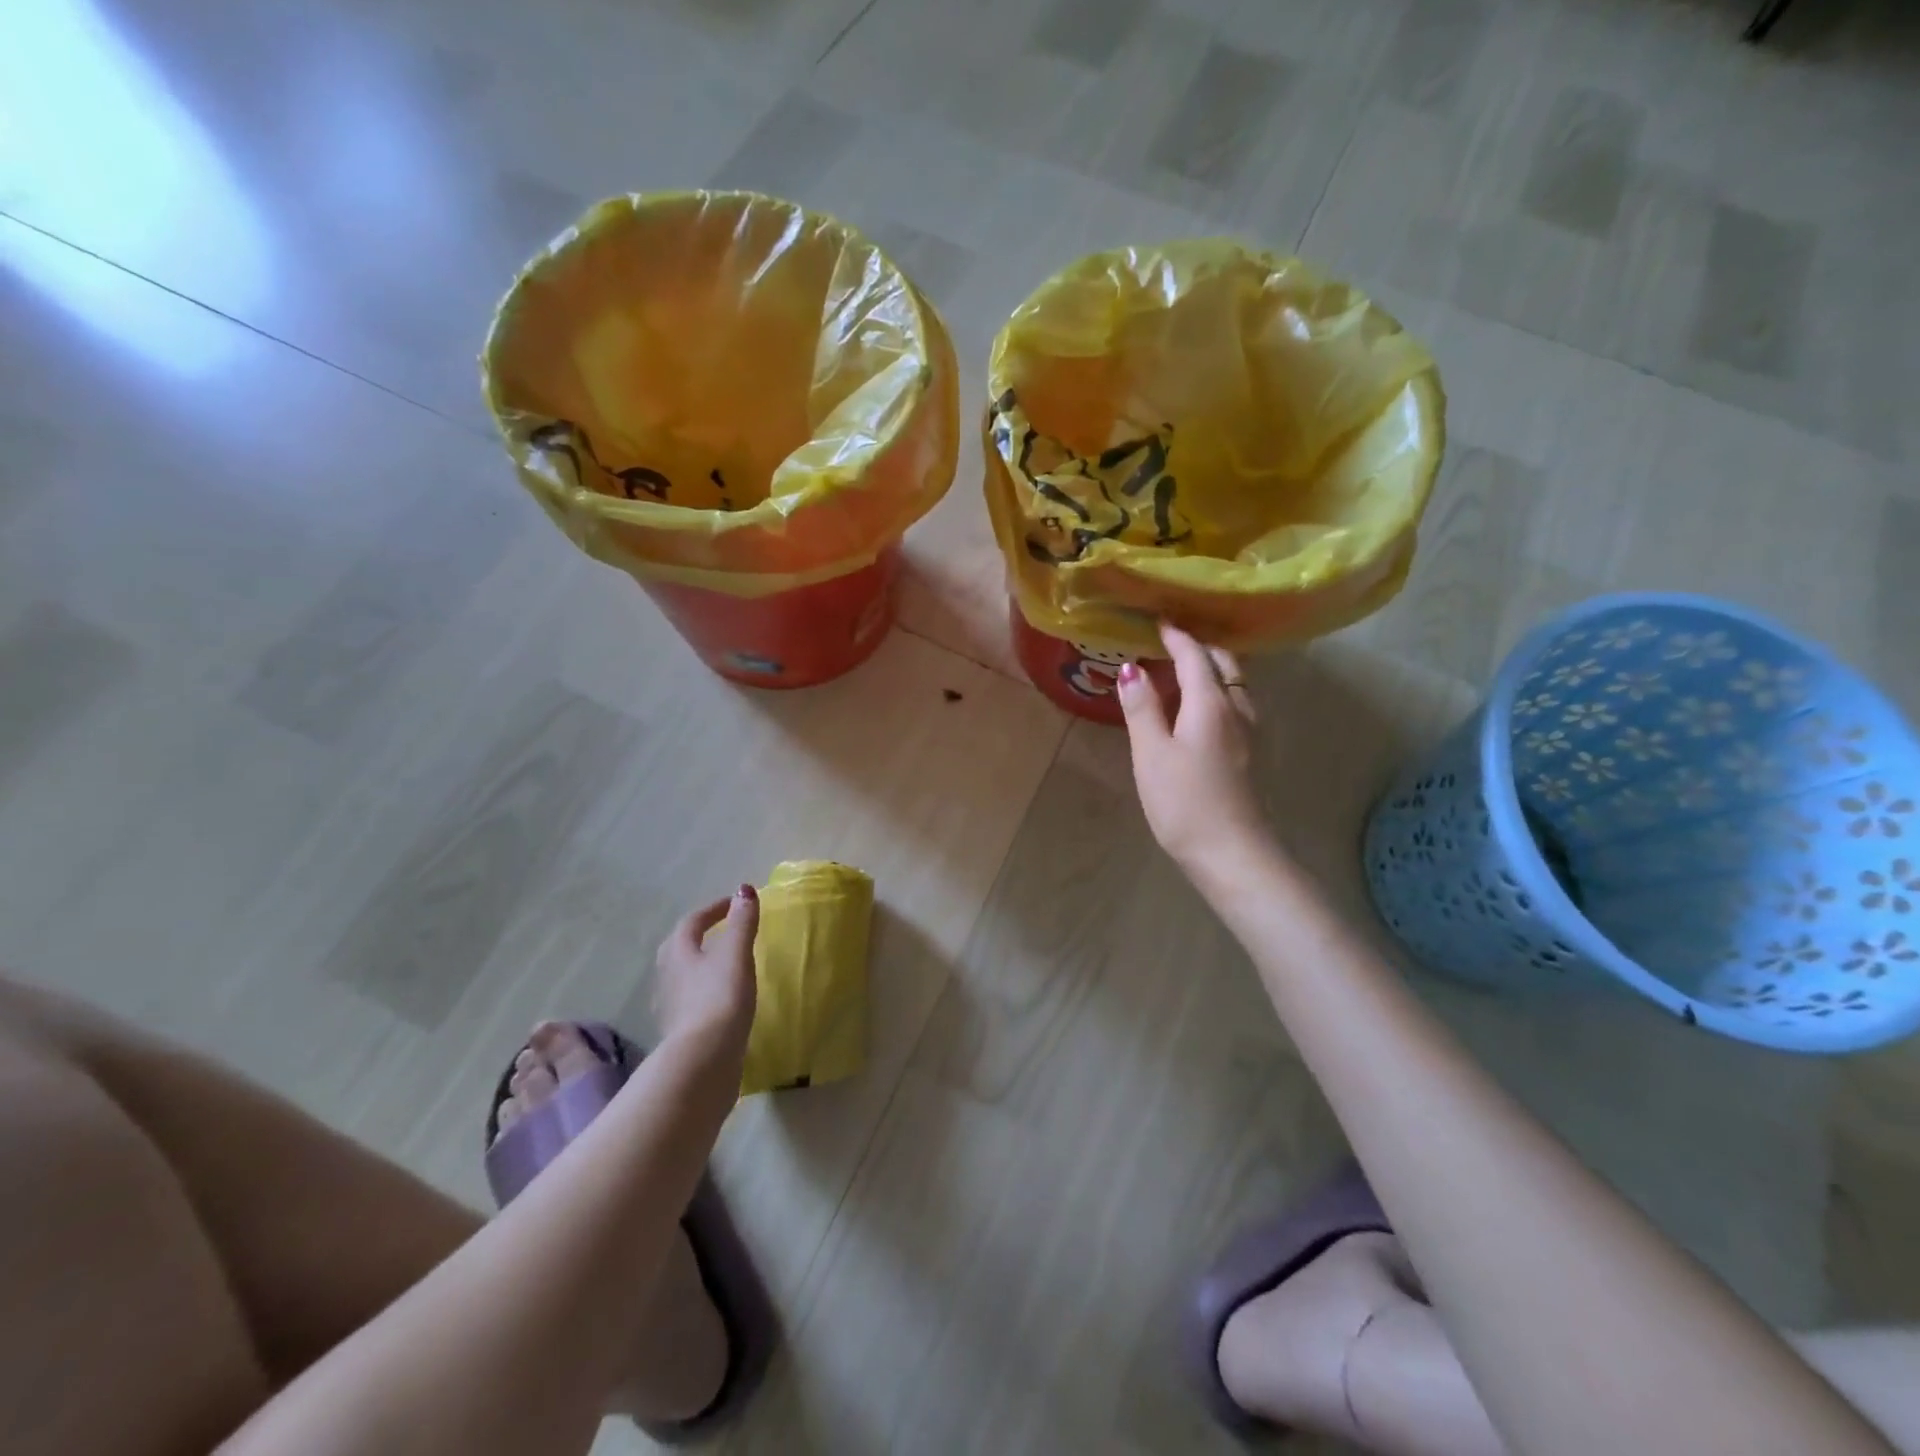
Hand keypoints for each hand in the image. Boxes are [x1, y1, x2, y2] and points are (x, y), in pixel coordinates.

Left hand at [653, 886, 758, 1058]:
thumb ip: (741, 922)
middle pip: (680, 947)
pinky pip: (690, 1000)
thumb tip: (743, 889)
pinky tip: (720, 1000)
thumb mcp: (735, 954)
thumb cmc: (719, 998)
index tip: (735, 903)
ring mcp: (669, 1006)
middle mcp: (666, 975)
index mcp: (678, 952)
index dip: (714, 909)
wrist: (703, 1059)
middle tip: (724, 930)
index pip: (693, 921)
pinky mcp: (679, 1031)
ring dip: (701, 964)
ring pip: (683, 975)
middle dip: (701, 935)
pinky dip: (704, 991)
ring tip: (726, 964)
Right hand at [1116, 623, 1269, 872]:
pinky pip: (1235, 706)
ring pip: (1234, 686)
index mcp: (1211, 704)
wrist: (1233, 853)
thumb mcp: (1151, 753)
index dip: (1177, 637)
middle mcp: (1237, 710)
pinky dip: (1217, 693)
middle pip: (1224, 665)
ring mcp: (1248, 734)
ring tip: (1183, 671)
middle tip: (1172, 642)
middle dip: (1200, 648)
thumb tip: (1131, 668)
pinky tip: (1199, 710)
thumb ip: (1142, 708)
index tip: (1159, 622)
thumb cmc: (1185, 801)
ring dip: (1211, 670)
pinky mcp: (1249, 755)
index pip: (1195, 657)